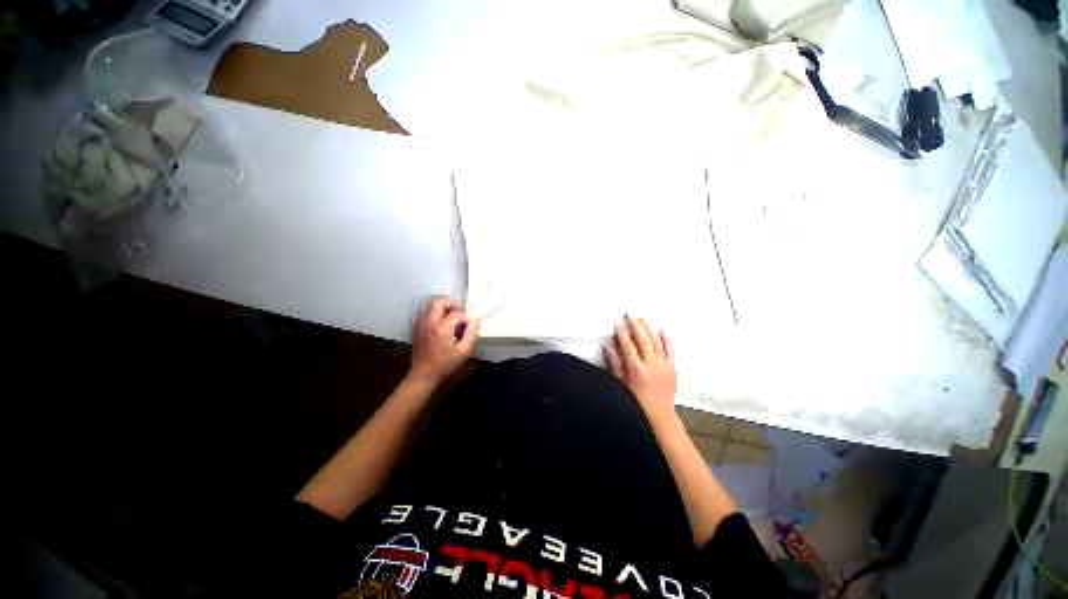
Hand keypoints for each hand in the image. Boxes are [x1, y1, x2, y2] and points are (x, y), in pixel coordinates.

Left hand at [408, 296, 479, 385]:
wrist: (423, 375)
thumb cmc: (445, 364)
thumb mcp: (464, 352)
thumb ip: (471, 334)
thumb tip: (475, 321)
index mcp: (442, 328)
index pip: (456, 313)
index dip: (465, 317)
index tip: (469, 325)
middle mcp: (429, 322)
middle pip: (438, 302)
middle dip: (451, 304)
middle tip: (459, 312)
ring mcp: (421, 325)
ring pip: (429, 305)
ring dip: (441, 306)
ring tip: (450, 314)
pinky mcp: (417, 329)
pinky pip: (424, 313)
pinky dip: (433, 312)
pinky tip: (440, 321)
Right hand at [604, 316, 676, 417]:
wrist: (659, 416)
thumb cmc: (635, 402)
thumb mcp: (620, 384)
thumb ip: (614, 364)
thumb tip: (608, 346)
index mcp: (636, 369)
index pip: (628, 346)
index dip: (622, 333)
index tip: (618, 324)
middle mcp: (651, 364)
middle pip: (643, 340)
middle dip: (636, 326)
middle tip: (630, 315)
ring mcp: (663, 365)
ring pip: (656, 341)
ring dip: (649, 328)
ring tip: (642, 319)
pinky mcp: (672, 368)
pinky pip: (670, 349)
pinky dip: (666, 339)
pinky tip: (661, 330)